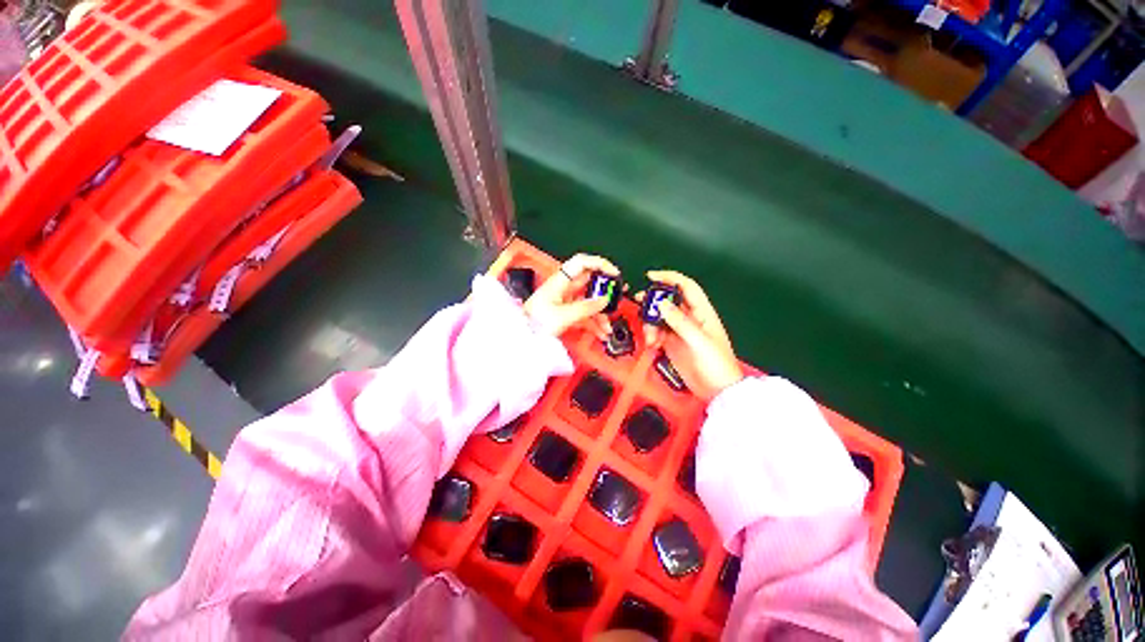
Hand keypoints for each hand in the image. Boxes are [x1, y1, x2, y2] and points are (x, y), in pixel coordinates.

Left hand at [524, 254, 618, 338]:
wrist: (521, 337)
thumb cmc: (533, 323)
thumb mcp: (563, 316)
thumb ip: (585, 307)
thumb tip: (603, 300)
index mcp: (560, 282)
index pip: (581, 262)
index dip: (599, 263)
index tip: (613, 274)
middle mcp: (563, 288)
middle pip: (589, 284)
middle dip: (604, 294)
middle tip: (615, 301)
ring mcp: (565, 301)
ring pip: (589, 301)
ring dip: (600, 313)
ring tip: (607, 326)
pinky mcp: (565, 313)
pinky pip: (585, 314)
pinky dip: (593, 322)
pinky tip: (600, 331)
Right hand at [642, 270, 742, 400]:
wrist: (716, 391)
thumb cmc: (717, 365)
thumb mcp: (699, 341)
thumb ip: (680, 322)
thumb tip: (662, 304)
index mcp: (702, 313)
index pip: (686, 287)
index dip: (670, 278)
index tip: (652, 277)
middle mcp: (690, 319)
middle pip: (668, 301)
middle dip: (654, 302)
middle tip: (640, 303)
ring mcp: (680, 331)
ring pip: (660, 318)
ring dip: (650, 324)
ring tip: (650, 337)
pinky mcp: (672, 343)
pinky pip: (657, 333)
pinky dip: (651, 336)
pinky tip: (652, 344)